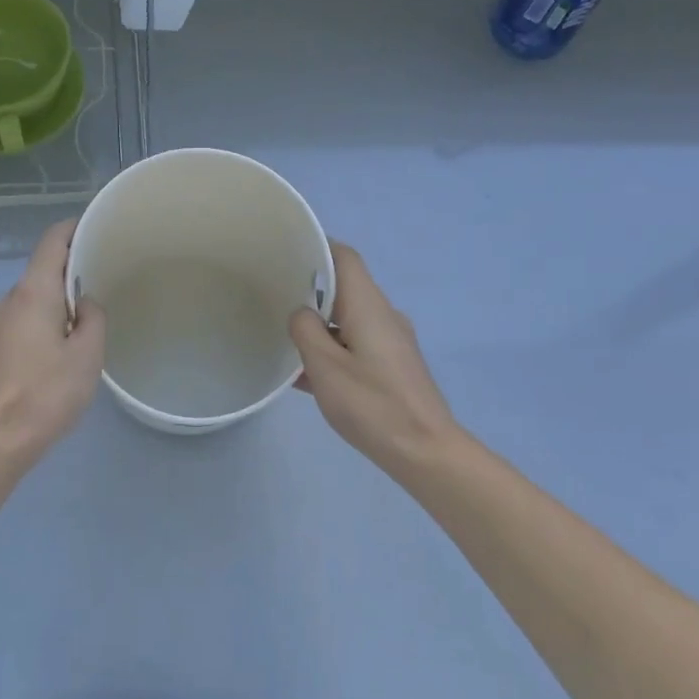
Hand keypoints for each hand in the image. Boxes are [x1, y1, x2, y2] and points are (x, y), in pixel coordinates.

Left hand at [0, 219, 105, 463]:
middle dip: (73, 267)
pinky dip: (49, 317)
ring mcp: (0, 323)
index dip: (75, 228)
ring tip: (93, 312)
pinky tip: (68, 340)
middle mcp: (12, 299)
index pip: (52, 240)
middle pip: (43, 267)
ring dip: (62, 297)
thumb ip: (93, 318)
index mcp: (34, 291)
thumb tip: (86, 304)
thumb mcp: (87, 354)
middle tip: (107, 274)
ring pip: (37, 296)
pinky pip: (28, 316)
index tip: (100, 229)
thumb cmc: (46, 392)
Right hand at [290, 242, 461, 469]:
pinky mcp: (393, 367)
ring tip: (282, 336)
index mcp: (368, 305)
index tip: (286, 251)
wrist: (425, 451)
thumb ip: (306, 331)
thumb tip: (301, 314)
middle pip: (345, 287)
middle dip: (309, 289)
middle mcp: (383, 315)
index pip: (344, 257)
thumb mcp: (325, 366)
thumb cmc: (372, 403)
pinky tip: (305, 375)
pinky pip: (356, 345)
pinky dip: (332, 350)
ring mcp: (391, 342)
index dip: (317, 247)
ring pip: (348, 320)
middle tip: (273, 295)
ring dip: (319, 325)